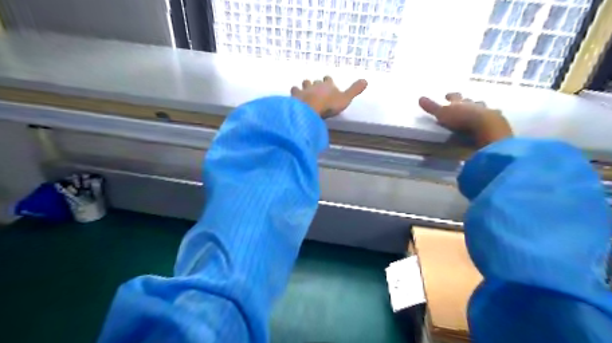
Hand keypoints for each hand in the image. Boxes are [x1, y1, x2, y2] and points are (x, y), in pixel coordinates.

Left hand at [291, 76, 367, 118]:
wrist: (311, 107)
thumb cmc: (329, 104)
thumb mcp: (345, 98)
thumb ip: (354, 90)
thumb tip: (366, 80)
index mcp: (328, 85)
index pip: (328, 79)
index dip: (328, 81)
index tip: (327, 81)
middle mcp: (316, 85)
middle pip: (315, 82)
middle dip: (315, 84)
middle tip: (315, 89)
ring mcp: (305, 89)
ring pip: (304, 84)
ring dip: (304, 86)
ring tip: (304, 91)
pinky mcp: (296, 96)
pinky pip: (294, 91)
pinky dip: (295, 93)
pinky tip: (294, 96)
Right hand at [418, 93, 511, 147]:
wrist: (485, 125)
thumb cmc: (461, 119)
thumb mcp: (442, 114)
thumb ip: (432, 107)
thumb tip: (419, 97)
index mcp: (460, 102)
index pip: (454, 97)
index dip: (450, 96)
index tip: (447, 95)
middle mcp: (473, 104)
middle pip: (469, 101)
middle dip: (466, 101)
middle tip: (464, 102)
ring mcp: (486, 112)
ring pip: (481, 107)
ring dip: (478, 108)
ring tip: (477, 111)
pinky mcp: (496, 121)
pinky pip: (492, 118)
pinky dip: (489, 118)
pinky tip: (490, 121)